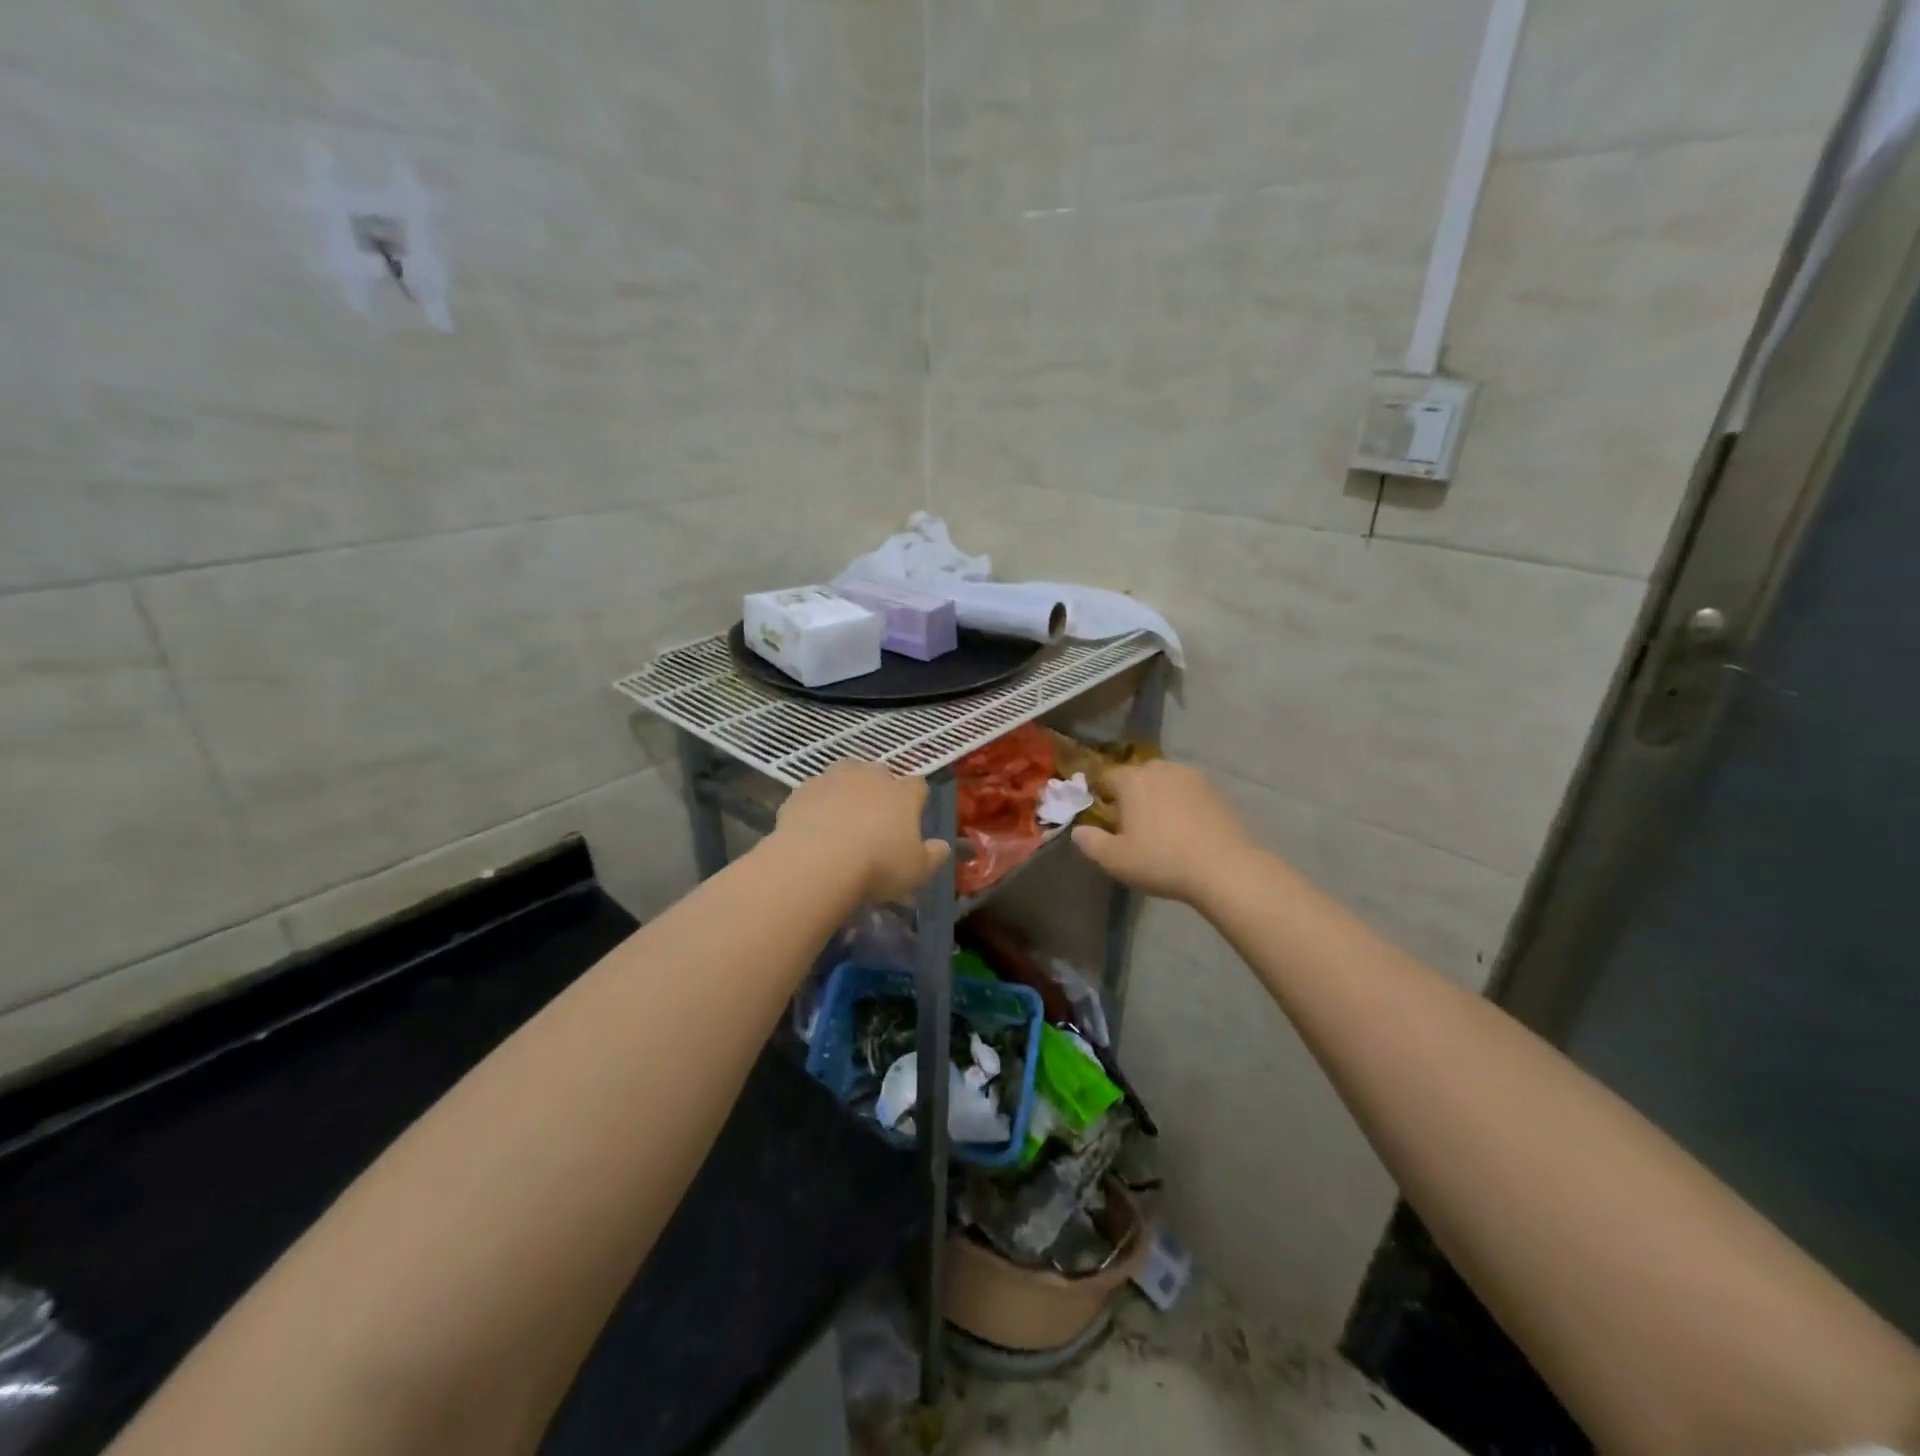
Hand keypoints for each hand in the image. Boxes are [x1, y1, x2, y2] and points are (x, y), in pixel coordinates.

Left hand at [775, 761, 951, 902]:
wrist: (816, 862)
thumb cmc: (877, 867)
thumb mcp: (916, 871)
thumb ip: (933, 856)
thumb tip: (943, 846)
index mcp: (903, 794)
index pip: (918, 786)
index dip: (916, 800)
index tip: (912, 817)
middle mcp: (870, 777)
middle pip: (880, 774)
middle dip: (880, 790)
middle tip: (875, 818)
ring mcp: (833, 779)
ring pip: (845, 775)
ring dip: (846, 790)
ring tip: (841, 817)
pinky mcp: (802, 790)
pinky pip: (814, 792)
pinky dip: (816, 804)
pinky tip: (812, 826)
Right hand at [1072, 760, 1256, 905]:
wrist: (1225, 868)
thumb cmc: (1162, 861)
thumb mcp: (1116, 860)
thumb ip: (1090, 842)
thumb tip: (1078, 831)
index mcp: (1132, 780)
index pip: (1107, 776)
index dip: (1101, 794)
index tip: (1102, 815)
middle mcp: (1160, 769)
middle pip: (1137, 776)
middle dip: (1131, 794)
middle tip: (1131, 824)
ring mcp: (1192, 777)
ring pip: (1165, 781)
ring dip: (1158, 797)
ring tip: (1160, 826)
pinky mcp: (1216, 790)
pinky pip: (1188, 792)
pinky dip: (1182, 804)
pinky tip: (1186, 829)